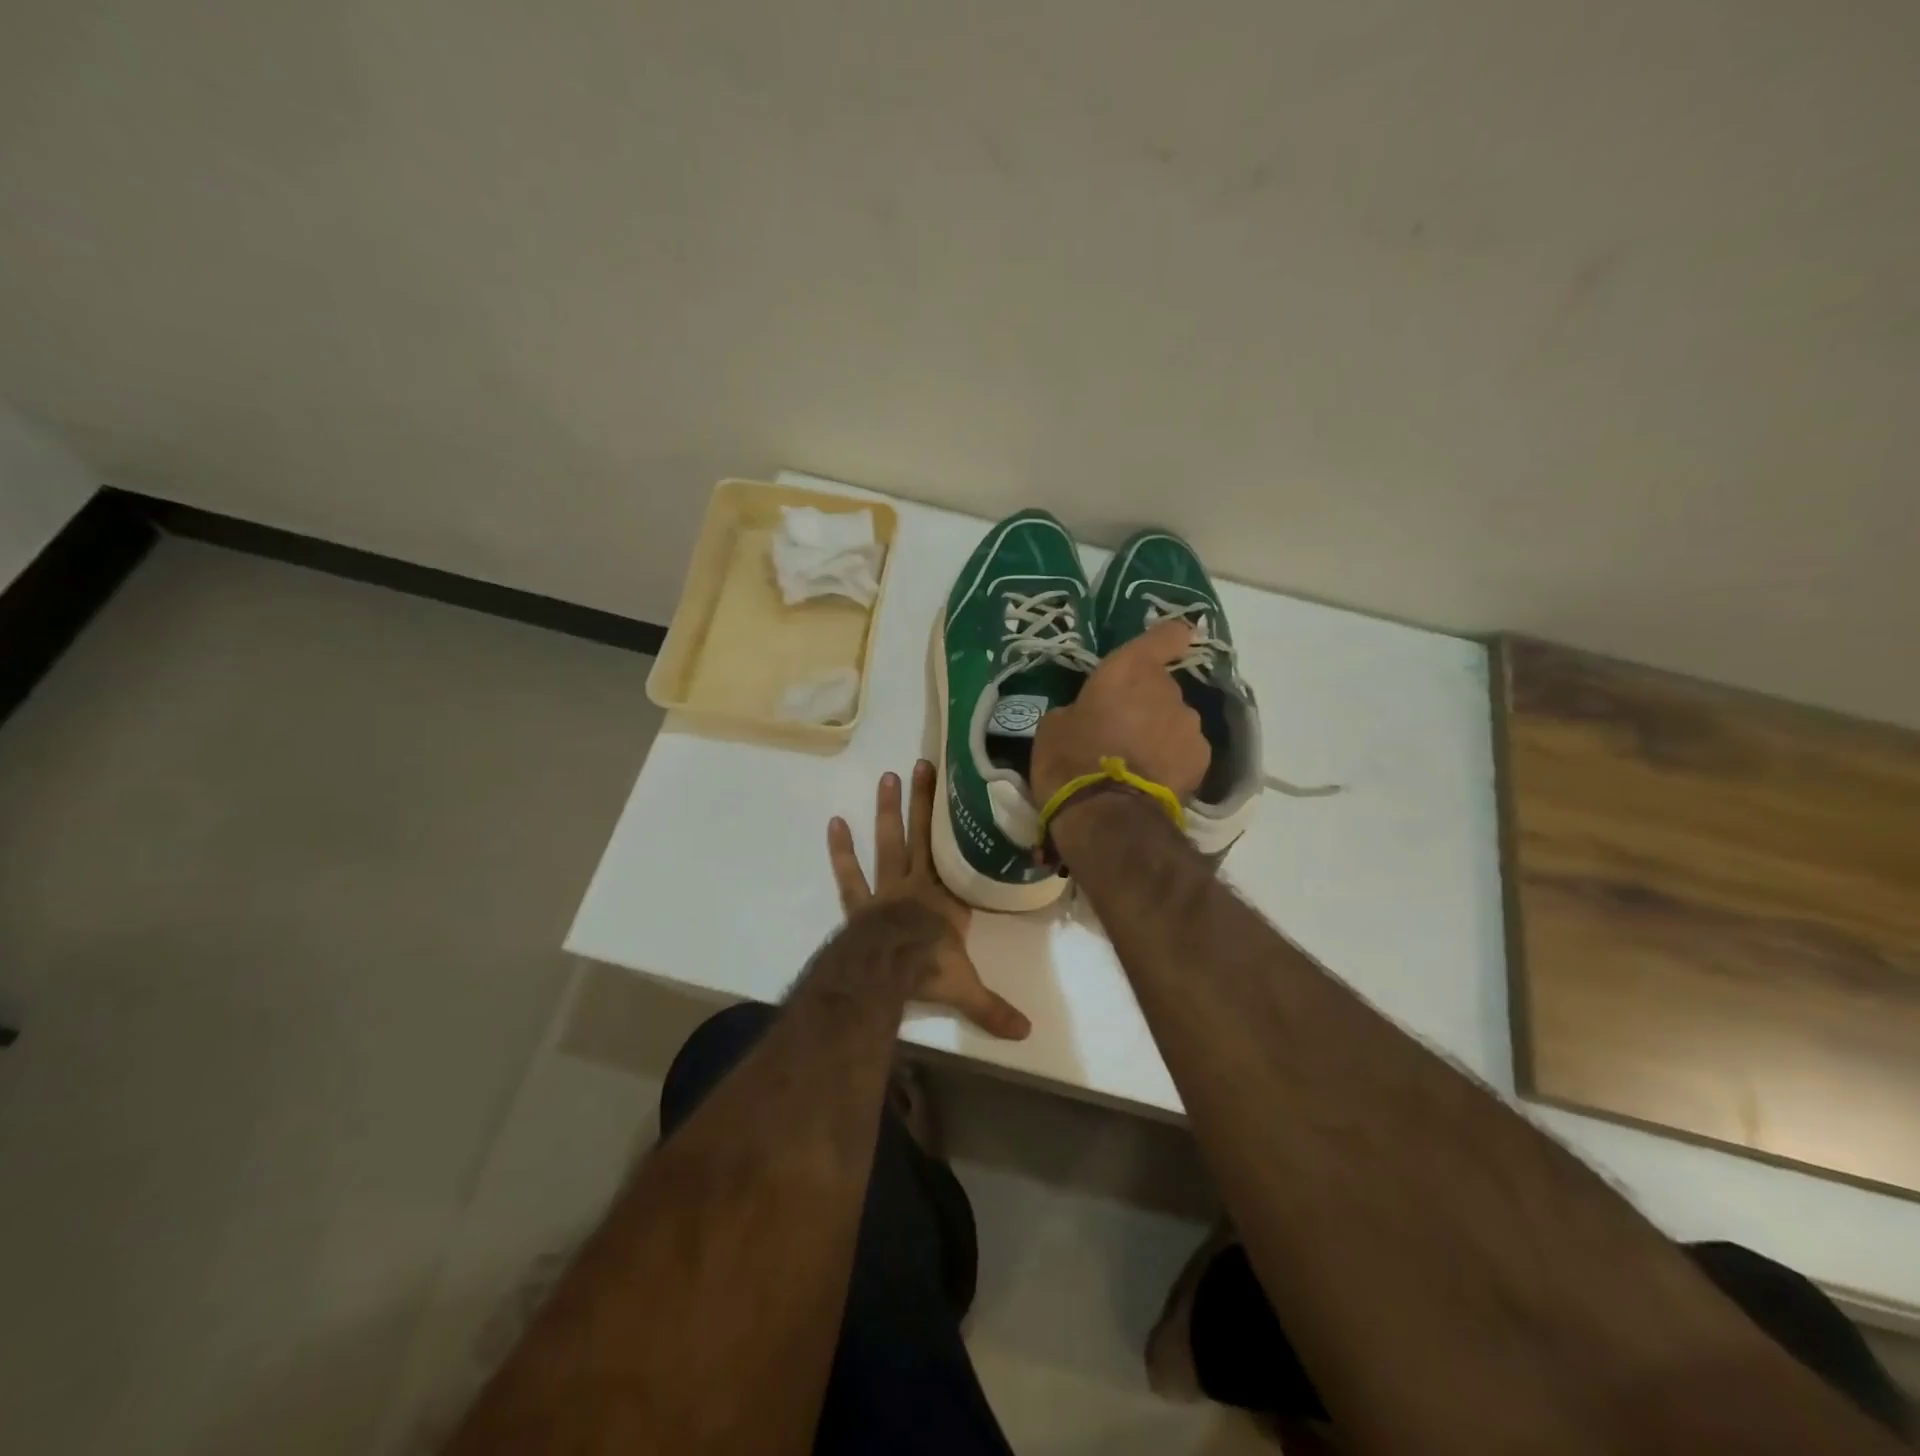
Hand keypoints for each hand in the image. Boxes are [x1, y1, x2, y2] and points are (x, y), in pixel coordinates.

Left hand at [827, 761, 1030, 1039]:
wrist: (886, 970)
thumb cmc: (929, 969)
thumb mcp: (966, 988)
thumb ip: (993, 1007)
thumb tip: (1028, 1033)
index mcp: (947, 898)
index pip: (955, 855)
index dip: (956, 826)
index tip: (959, 793)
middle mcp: (918, 884)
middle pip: (922, 835)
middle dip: (924, 801)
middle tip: (923, 763)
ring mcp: (887, 889)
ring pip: (890, 843)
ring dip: (889, 812)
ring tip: (887, 777)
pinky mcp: (860, 902)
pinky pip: (850, 873)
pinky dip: (841, 851)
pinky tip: (835, 822)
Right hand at [1030, 619, 1211, 804]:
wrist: (1106, 815)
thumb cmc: (1070, 760)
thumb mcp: (1054, 726)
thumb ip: (1081, 708)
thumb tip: (1089, 714)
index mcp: (1128, 670)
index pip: (1165, 636)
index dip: (1167, 639)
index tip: (1169, 644)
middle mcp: (1167, 689)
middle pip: (1162, 687)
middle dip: (1146, 703)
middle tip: (1120, 731)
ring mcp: (1189, 724)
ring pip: (1175, 720)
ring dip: (1160, 733)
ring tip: (1136, 763)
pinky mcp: (1202, 760)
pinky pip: (1185, 751)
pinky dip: (1173, 761)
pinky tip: (1152, 781)